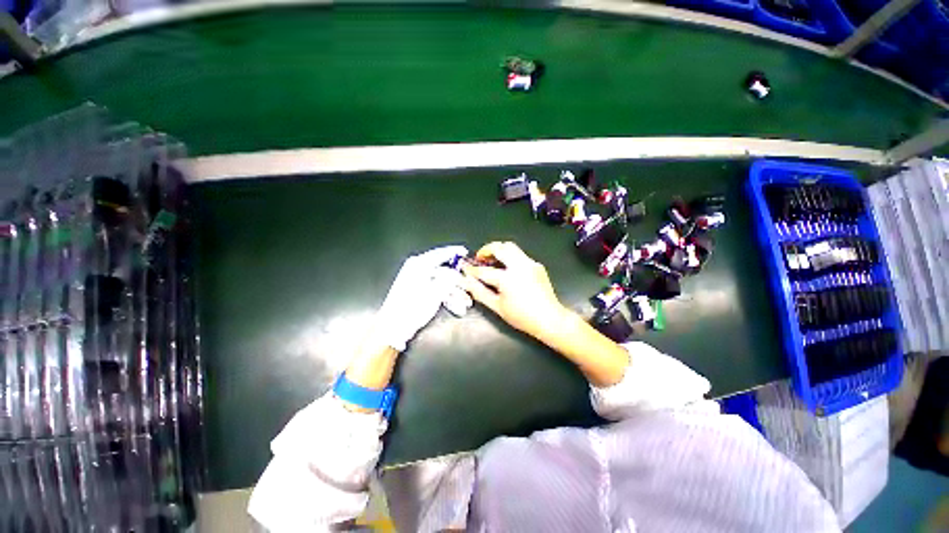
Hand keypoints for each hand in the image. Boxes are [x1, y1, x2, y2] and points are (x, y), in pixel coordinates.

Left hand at [375, 245, 468, 351]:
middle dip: (458, 281)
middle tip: (469, 287)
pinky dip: (446, 296)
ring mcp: (417, 280)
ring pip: (442, 282)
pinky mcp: (417, 290)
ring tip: (465, 303)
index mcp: (419, 265)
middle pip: (444, 270)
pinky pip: (436, 289)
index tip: (465, 251)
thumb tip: (456, 272)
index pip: (440, 253)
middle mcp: (417, 269)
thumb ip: (448, 279)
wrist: (394, 327)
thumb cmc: (412, 308)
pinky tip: (456, 306)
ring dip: (455, 292)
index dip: (454, 252)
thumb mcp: (435, 293)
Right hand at [460, 242, 567, 341]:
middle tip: (480, 258)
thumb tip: (466, 282)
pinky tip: (508, 269)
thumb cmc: (522, 316)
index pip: (484, 270)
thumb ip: (479, 292)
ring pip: (511, 247)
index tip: (464, 267)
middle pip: (499, 247)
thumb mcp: (497, 307)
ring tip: (491, 260)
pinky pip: (520, 255)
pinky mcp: (537, 265)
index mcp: (508, 278)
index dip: (472, 269)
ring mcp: (530, 263)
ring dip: (498, 250)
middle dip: (486, 249)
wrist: (549, 318)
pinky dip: (510, 257)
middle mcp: (519, 266)